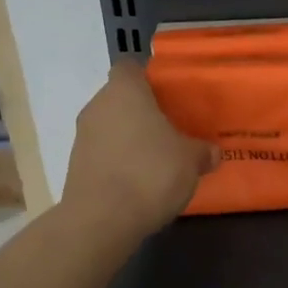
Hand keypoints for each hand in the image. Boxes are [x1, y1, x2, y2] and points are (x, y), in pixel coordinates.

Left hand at [62, 62, 217, 239]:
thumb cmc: (151, 172)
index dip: (149, 78)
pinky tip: (139, 181)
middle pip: (120, 98)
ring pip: (110, 126)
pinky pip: (103, 153)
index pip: (131, 67)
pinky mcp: (75, 166)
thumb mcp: (191, 160)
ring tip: (157, 159)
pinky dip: (118, 161)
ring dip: (130, 138)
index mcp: (125, 91)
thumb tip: (211, 152)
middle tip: (170, 129)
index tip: (169, 95)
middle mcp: (98, 106)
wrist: (102, 220)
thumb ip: (202, 151)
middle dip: (142, 111)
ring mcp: (82, 137)